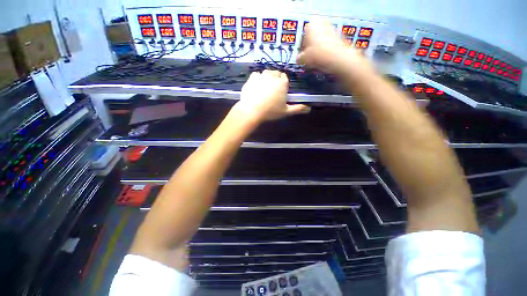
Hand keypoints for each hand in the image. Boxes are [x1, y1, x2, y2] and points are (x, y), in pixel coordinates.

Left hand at [232, 70, 309, 122]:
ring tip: (264, 88)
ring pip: (266, 72)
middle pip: (276, 73)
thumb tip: (309, 109)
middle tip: (272, 91)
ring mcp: (261, 75)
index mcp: (282, 83)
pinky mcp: (251, 78)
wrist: (251, 110)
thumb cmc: (270, 111)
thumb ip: (298, 108)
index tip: (280, 91)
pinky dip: (257, 78)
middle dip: (275, 79)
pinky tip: (256, 87)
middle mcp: (273, 76)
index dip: (283, 83)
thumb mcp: (286, 111)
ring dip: (267, 78)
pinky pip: (256, 74)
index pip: (285, 77)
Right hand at [297, 20, 370, 74]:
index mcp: (312, 24)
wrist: (338, 59)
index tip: (302, 55)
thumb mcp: (303, 59)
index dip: (302, 46)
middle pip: (313, 38)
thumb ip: (299, 58)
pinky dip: (325, 53)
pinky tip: (323, 62)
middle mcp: (323, 23)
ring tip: (316, 63)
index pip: (303, 35)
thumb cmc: (318, 55)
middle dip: (310, 48)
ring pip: (321, 43)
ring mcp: (333, 30)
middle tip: (308, 59)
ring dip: (317, 51)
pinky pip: (328, 47)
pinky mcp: (340, 39)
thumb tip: (298, 59)